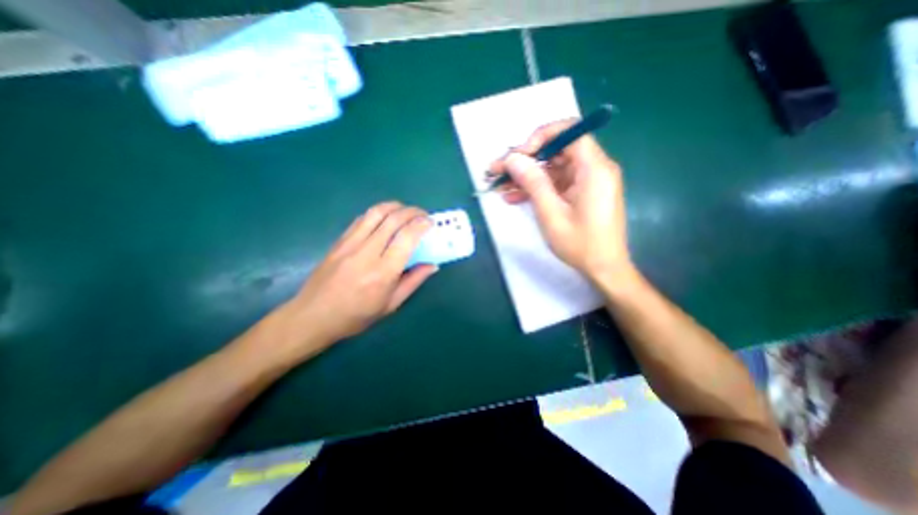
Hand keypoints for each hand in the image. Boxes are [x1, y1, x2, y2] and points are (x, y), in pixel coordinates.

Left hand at [273, 202, 434, 357]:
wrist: (313, 316)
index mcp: (382, 273)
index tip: (430, 223)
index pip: (406, 238)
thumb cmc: (356, 316)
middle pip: (393, 219)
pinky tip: (385, 218)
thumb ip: (413, 281)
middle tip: (423, 215)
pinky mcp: (339, 241)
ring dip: (395, 207)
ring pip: (376, 213)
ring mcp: (349, 244)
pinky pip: (362, 219)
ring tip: (406, 211)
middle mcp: (366, 253)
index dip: (421, 225)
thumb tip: (432, 265)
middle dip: (412, 212)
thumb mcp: (391, 305)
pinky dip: (378, 213)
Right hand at [492, 119, 636, 287]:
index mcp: (593, 168)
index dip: (540, 138)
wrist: (604, 268)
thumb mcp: (551, 213)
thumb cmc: (580, 244)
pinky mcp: (581, 193)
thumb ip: (533, 182)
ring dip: (526, 177)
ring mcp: (587, 182)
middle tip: (499, 172)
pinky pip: (556, 184)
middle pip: (556, 151)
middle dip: (525, 161)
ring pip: (552, 169)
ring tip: (500, 187)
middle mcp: (593, 169)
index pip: (569, 132)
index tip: (518, 156)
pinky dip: (537, 189)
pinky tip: (514, 197)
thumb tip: (513, 158)